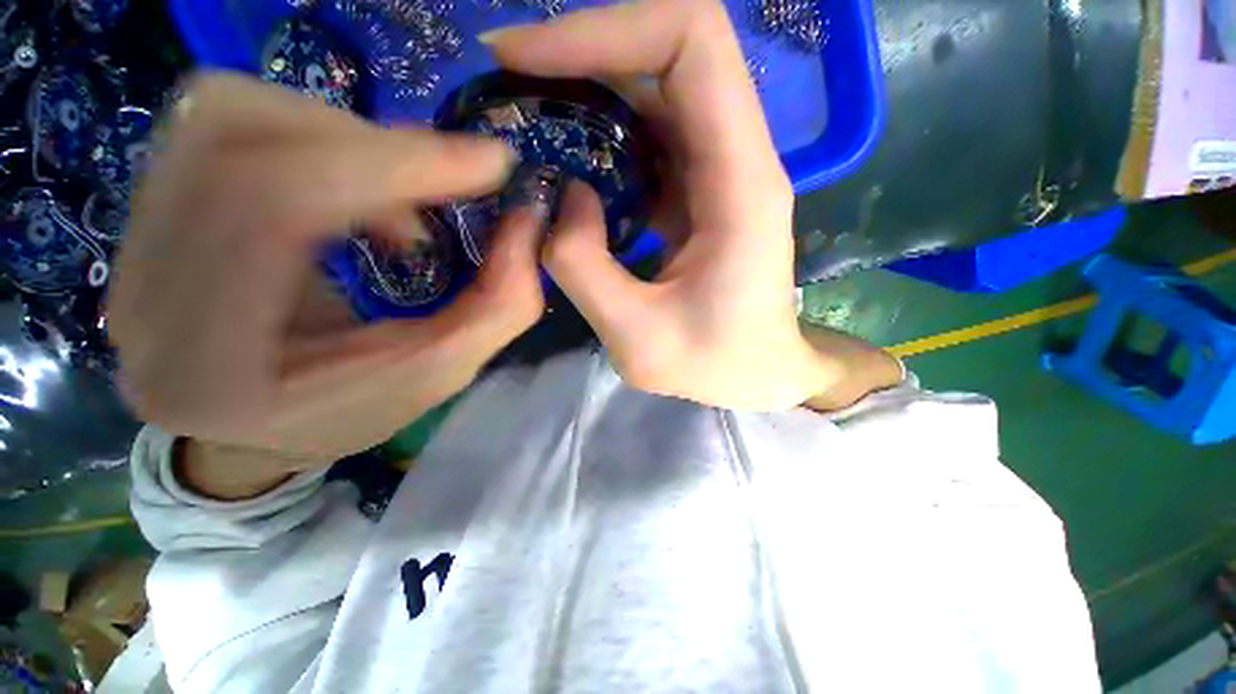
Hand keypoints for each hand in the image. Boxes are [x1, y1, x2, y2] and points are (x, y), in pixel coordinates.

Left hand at [109, 73, 543, 464]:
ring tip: (402, 196)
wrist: (250, 422)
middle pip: (239, 136)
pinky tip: (357, 192)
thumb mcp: (441, 374)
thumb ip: (498, 305)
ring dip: (343, 136)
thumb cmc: (348, 412)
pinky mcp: (150, 206)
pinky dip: (313, 137)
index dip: (391, 163)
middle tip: (450, 177)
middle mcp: (143, 285)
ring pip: (228, 114)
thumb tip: (528, 222)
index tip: (488, 162)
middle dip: (373, 143)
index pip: (271, 204)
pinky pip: (227, 125)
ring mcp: (133, 237)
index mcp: (205, 359)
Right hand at [485, 0, 846, 409]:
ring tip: (524, 113)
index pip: (691, 43)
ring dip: (587, 88)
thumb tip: (560, 198)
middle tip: (508, 82)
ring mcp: (719, 172)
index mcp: (741, 184)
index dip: (605, 30)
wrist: (758, 372)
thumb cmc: (716, 365)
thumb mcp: (639, 340)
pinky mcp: (699, 191)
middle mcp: (738, 158)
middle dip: (581, 52)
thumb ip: (584, 268)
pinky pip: (650, 136)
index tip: (524, 59)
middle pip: (668, 51)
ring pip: (655, 90)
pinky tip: (565, 159)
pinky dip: (602, 133)